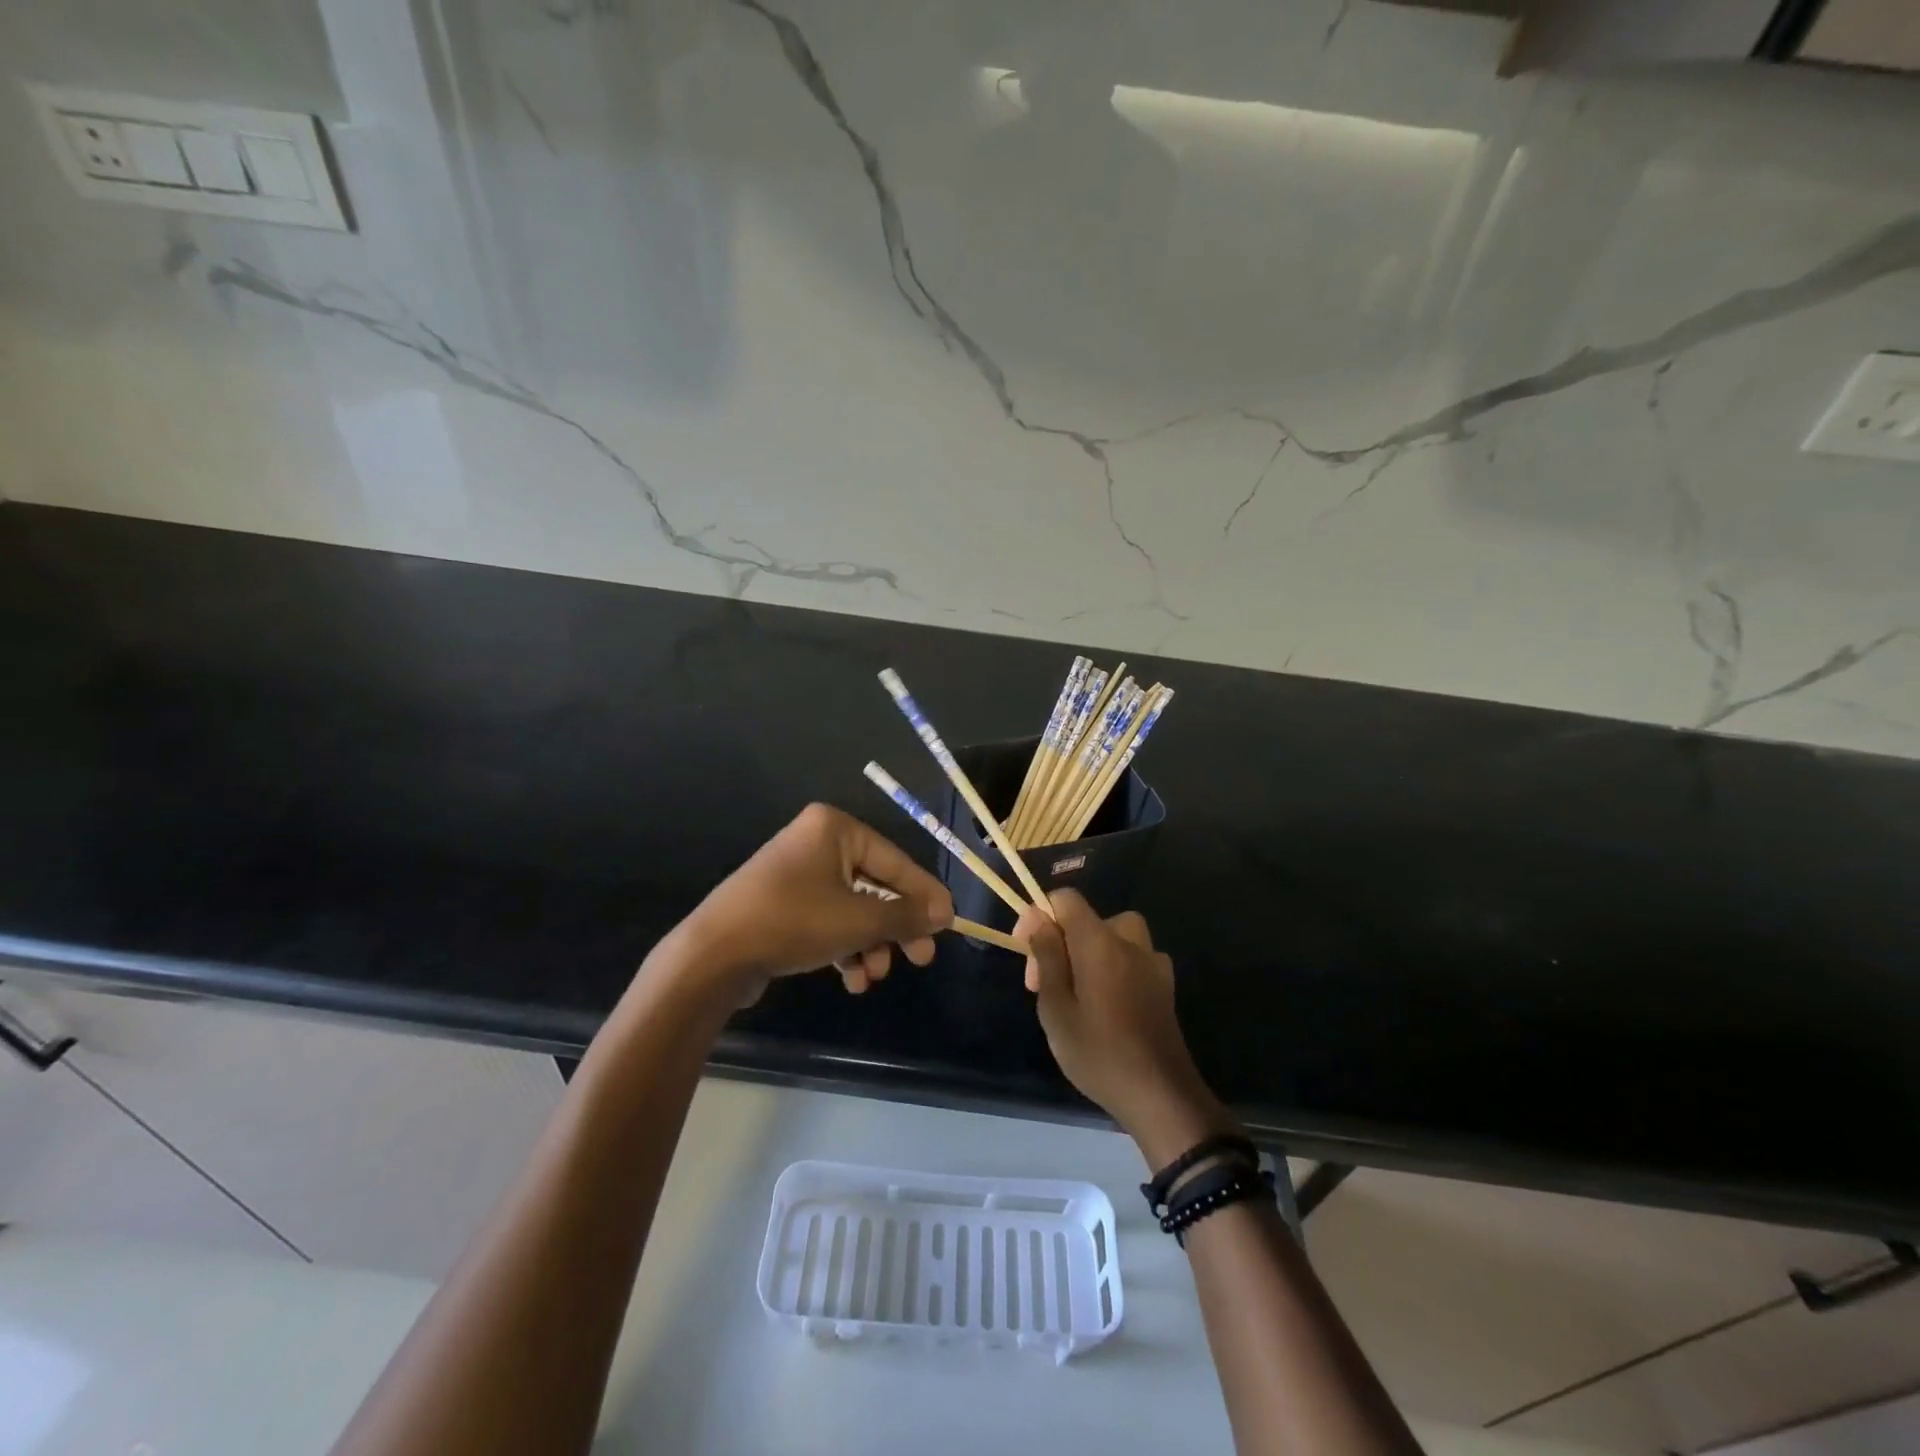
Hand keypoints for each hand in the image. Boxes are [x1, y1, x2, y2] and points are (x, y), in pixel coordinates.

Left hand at [675, 803, 953, 998]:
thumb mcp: (858, 919)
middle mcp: (817, 843)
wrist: (713, 956)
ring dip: (870, 944)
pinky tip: (852, 979)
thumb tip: (944, 914)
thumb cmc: (793, 922)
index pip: (895, 861)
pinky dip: (844, 947)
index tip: (949, 924)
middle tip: (920, 958)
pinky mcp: (784, 904)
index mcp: (834, 829)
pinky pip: (829, 920)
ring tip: (873, 976)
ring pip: (853, 909)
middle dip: (895, 928)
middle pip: (875, 886)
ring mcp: (797, 875)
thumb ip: (905, 914)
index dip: (925, 894)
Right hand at [1015, 891, 1233, 1161]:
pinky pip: (1133, 958)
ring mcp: (1152, 962)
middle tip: (1046, 985)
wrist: (1161, 1095)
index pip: (1067, 899)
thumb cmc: (1098, 1053)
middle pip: (1090, 919)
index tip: (1027, 951)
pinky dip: (1116, 967)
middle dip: (1063, 941)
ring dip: (1091, 952)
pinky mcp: (1165, 985)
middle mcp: (1129, 942)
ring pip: (1114, 936)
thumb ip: (1047, 955)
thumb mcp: (1056, 1007)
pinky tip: (1108, 1003)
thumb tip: (1036, 915)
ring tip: (1077, 991)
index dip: (1041, 915)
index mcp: (1099, 941)